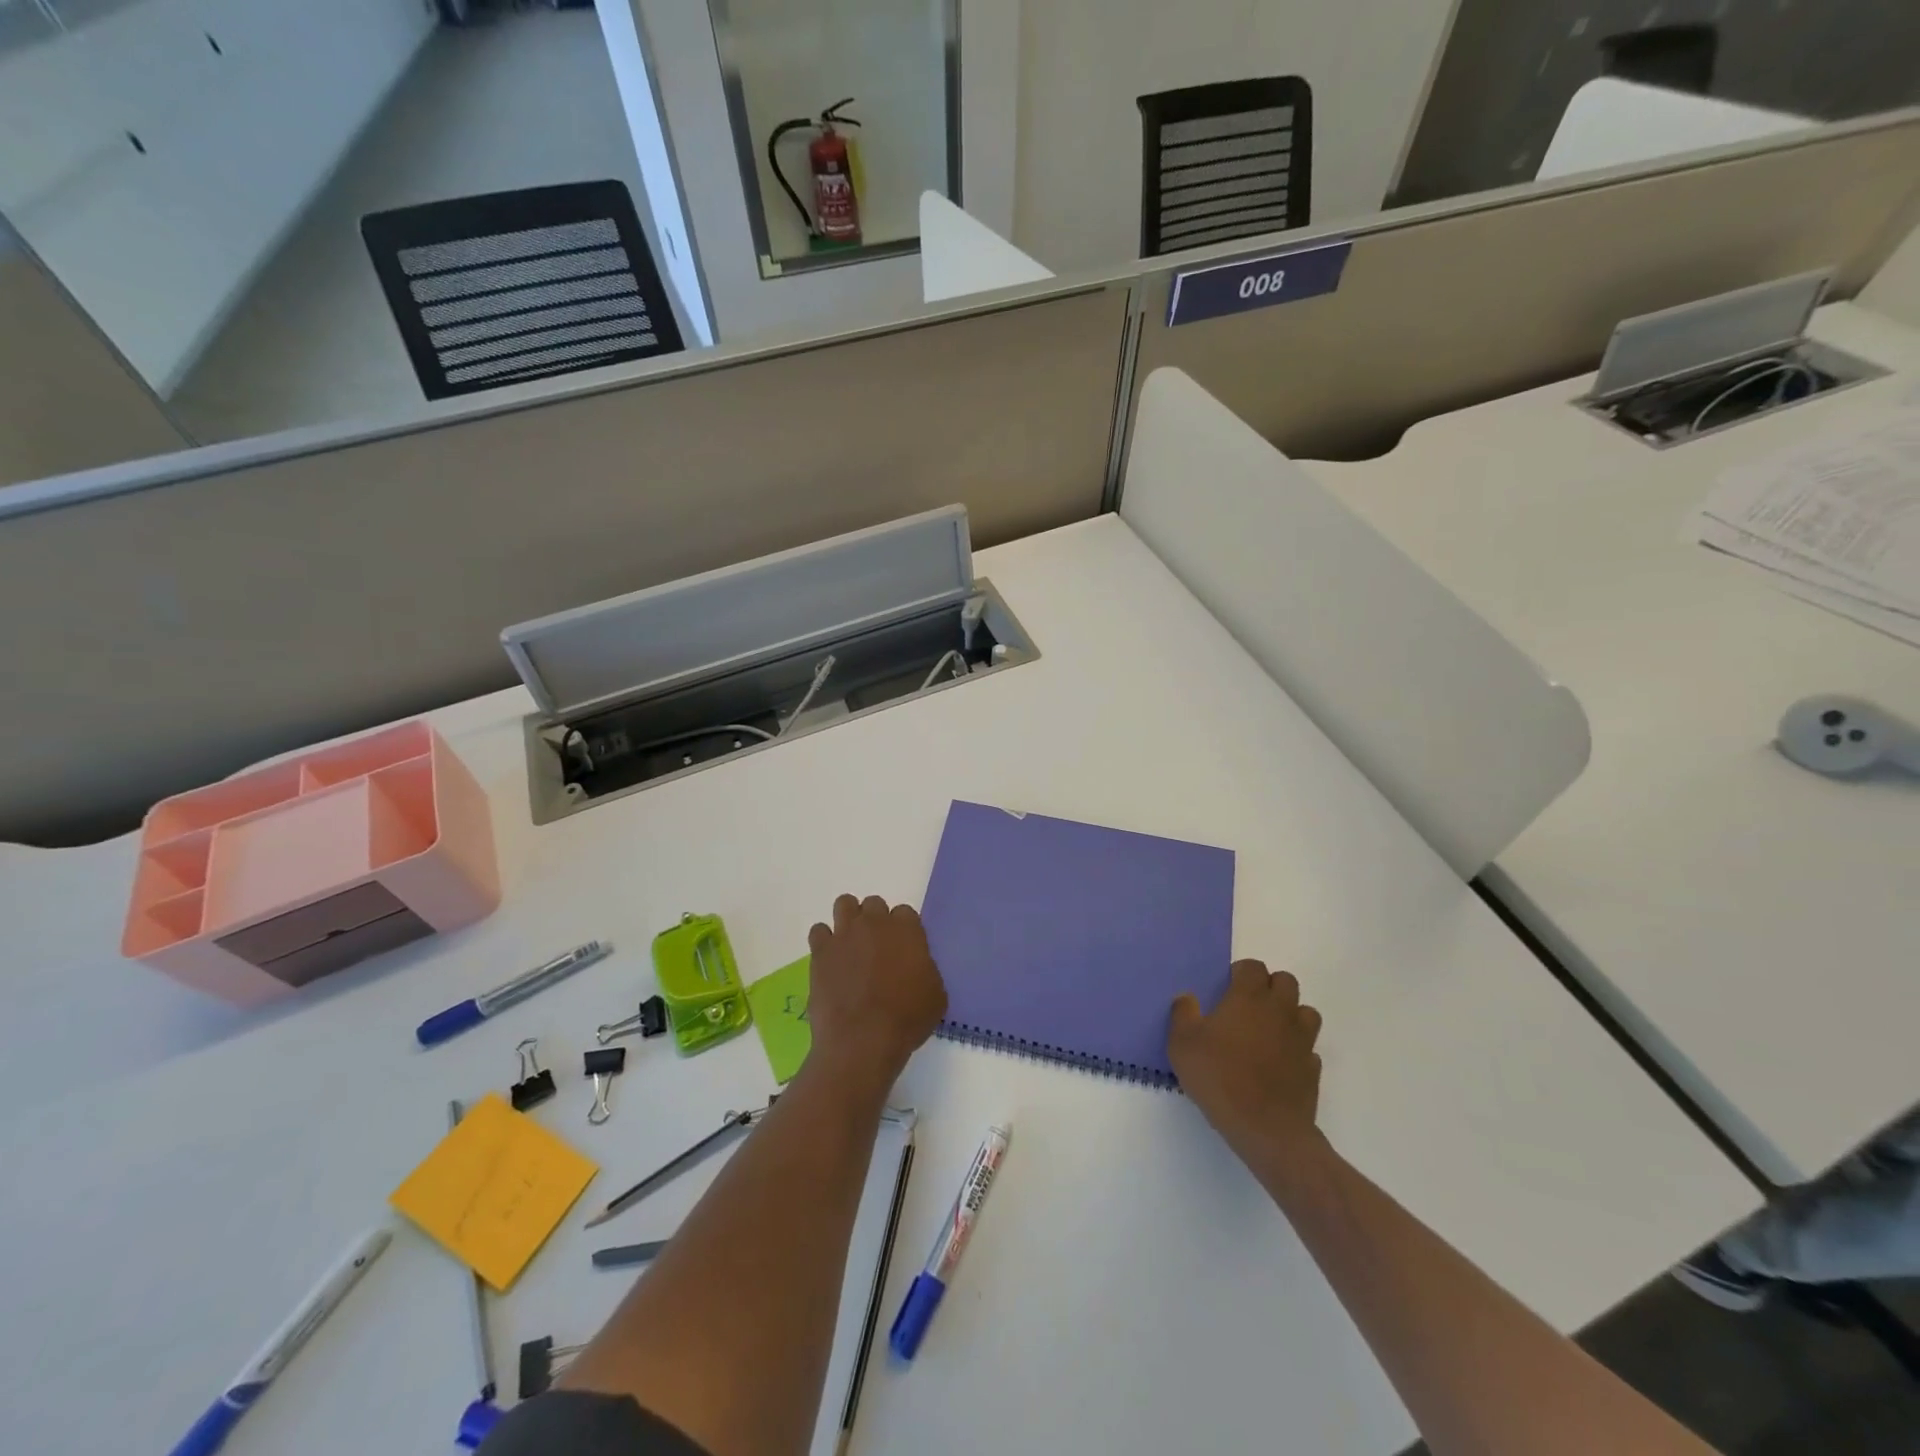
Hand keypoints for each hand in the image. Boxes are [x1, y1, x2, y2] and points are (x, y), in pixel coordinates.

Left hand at [806, 894, 947, 1089]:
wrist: (863, 1039)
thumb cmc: (906, 1019)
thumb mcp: (935, 995)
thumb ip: (925, 969)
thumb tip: (915, 968)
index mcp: (906, 930)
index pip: (905, 912)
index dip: (903, 931)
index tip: (902, 949)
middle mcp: (874, 923)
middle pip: (874, 904)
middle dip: (875, 921)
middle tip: (876, 948)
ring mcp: (844, 934)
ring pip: (844, 904)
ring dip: (849, 920)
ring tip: (850, 945)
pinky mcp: (820, 952)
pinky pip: (819, 931)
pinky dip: (825, 942)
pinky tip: (830, 961)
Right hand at [1168, 959, 1324, 1171]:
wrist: (1266, 1129)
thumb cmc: (1219, 1078)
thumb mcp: (1182, 1044)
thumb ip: (1182, 1014)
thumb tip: (1187, 997)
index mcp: (1249, 998)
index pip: (1253, 967)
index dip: (1241, 973)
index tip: (1227, 989)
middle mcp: (1280, 1011)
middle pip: (1286, 981)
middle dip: (1269, 987)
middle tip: (1248, 1006)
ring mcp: (1301, 1040)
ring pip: (1305, 1012)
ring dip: (1289, 1015)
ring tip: (1268, 1032)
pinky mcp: (1312, 1068)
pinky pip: (1308, 1047)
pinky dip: (1297, 1049)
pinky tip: (1279, 1063)